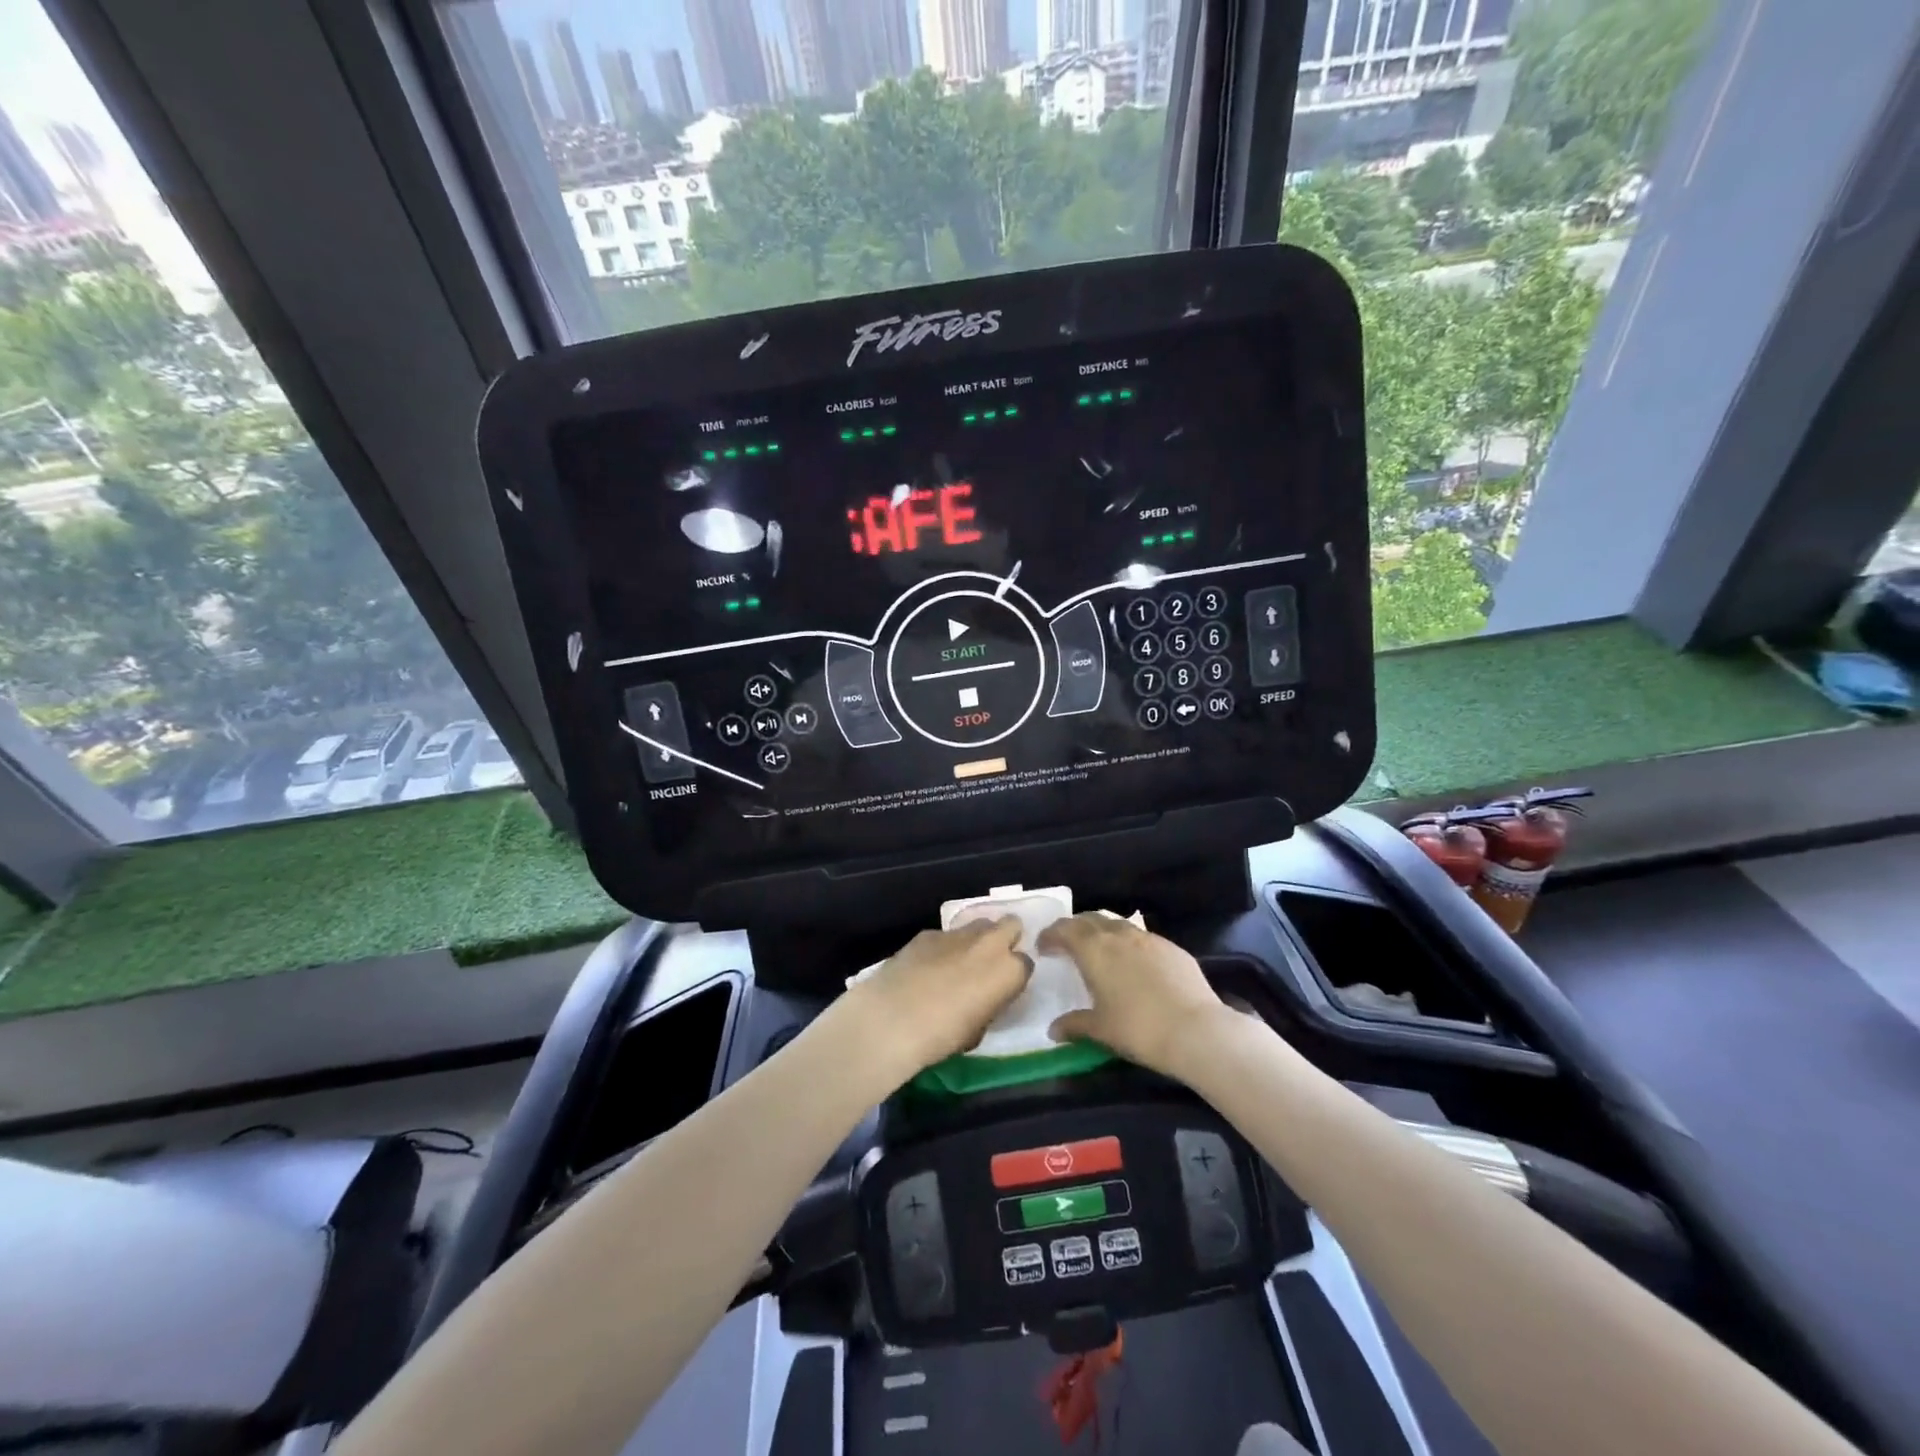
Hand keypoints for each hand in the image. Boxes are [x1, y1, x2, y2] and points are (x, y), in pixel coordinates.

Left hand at [836, 918, 1032, 1090]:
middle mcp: (989, 944)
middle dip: (1005, 938)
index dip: (1014, 976)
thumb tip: (983, 998)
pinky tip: (926, 968)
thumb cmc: (943, 1035)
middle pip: (1010, 925)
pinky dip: (943, 948)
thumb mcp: (978, 1030)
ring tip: (957, 964)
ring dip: (975, 941)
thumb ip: (989, 1005)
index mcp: (1009, 971)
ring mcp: (957, 933)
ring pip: (977, 925)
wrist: (893, 1018)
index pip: (1025, 964)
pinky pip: (946, 936)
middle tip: (989, 963)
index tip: (1002, 988)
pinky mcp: (928, 933)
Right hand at [1040, 914, 1228, 1078]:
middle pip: (1090, 919)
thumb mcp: (1100, 1030)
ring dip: (1103, 932)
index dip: (1051, 935)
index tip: (1043, 946)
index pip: (1064, 929)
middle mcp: (1119, 935)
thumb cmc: (1138, 1028)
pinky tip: (1135, 965)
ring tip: (1100, 951)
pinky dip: (1129, 944)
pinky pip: (1142, 938)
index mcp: (1094, 949)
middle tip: (1067, 944)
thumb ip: (1074, 1025)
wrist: (1196, 1030)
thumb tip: (1053, 1030)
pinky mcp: (1172, 947)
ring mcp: (1148, 938)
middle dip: (1075, 928)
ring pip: (1118, 924)